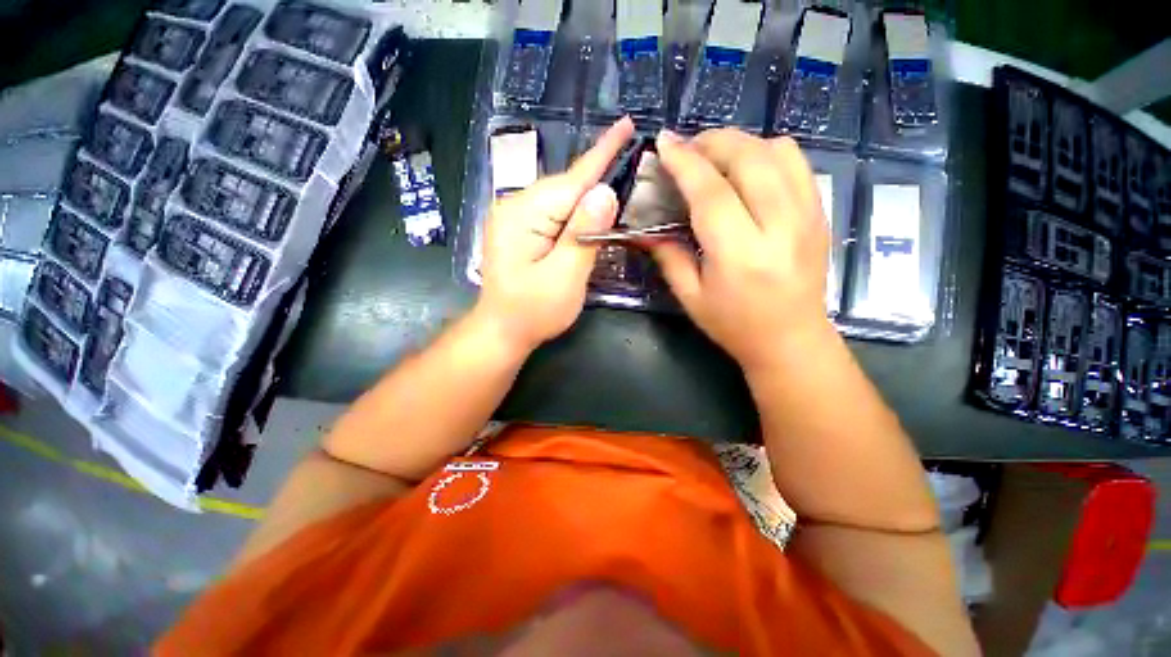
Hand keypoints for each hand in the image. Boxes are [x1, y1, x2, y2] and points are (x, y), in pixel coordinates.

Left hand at [478, 117, 635, 351]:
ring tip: (617, 185)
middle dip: (599, 176)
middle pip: (567, 186)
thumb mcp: (564, 277)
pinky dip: (576, 211)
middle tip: (632, 165)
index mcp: (524, 214)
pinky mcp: (521, 230)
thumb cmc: (533, 311)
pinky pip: (554, 211)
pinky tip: (590, 213)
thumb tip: (605, 192)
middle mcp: (516, 206)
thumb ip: (584, 235)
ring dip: (589, 195)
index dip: (603, 154)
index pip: (572, 179)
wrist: (502, 331)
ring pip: (562, 198)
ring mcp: (515, 217)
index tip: (626, 124)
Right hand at [647, 129, 829, 369]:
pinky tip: (747, 170)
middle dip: (712, 142)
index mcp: (740, 255)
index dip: (685, 163)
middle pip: (750, 158)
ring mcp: (807, 216)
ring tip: (716, 158)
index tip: (664, 143)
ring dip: (742, 143)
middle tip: (687, 148)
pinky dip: (768, 153)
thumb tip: (647, 228)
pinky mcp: (820, 213)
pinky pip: (798, 163)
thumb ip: (668, 256)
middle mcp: (779, 227)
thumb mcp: (691, 297)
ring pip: (779, 151)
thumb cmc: (734, 325)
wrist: (791, 340)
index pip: (711, 193)